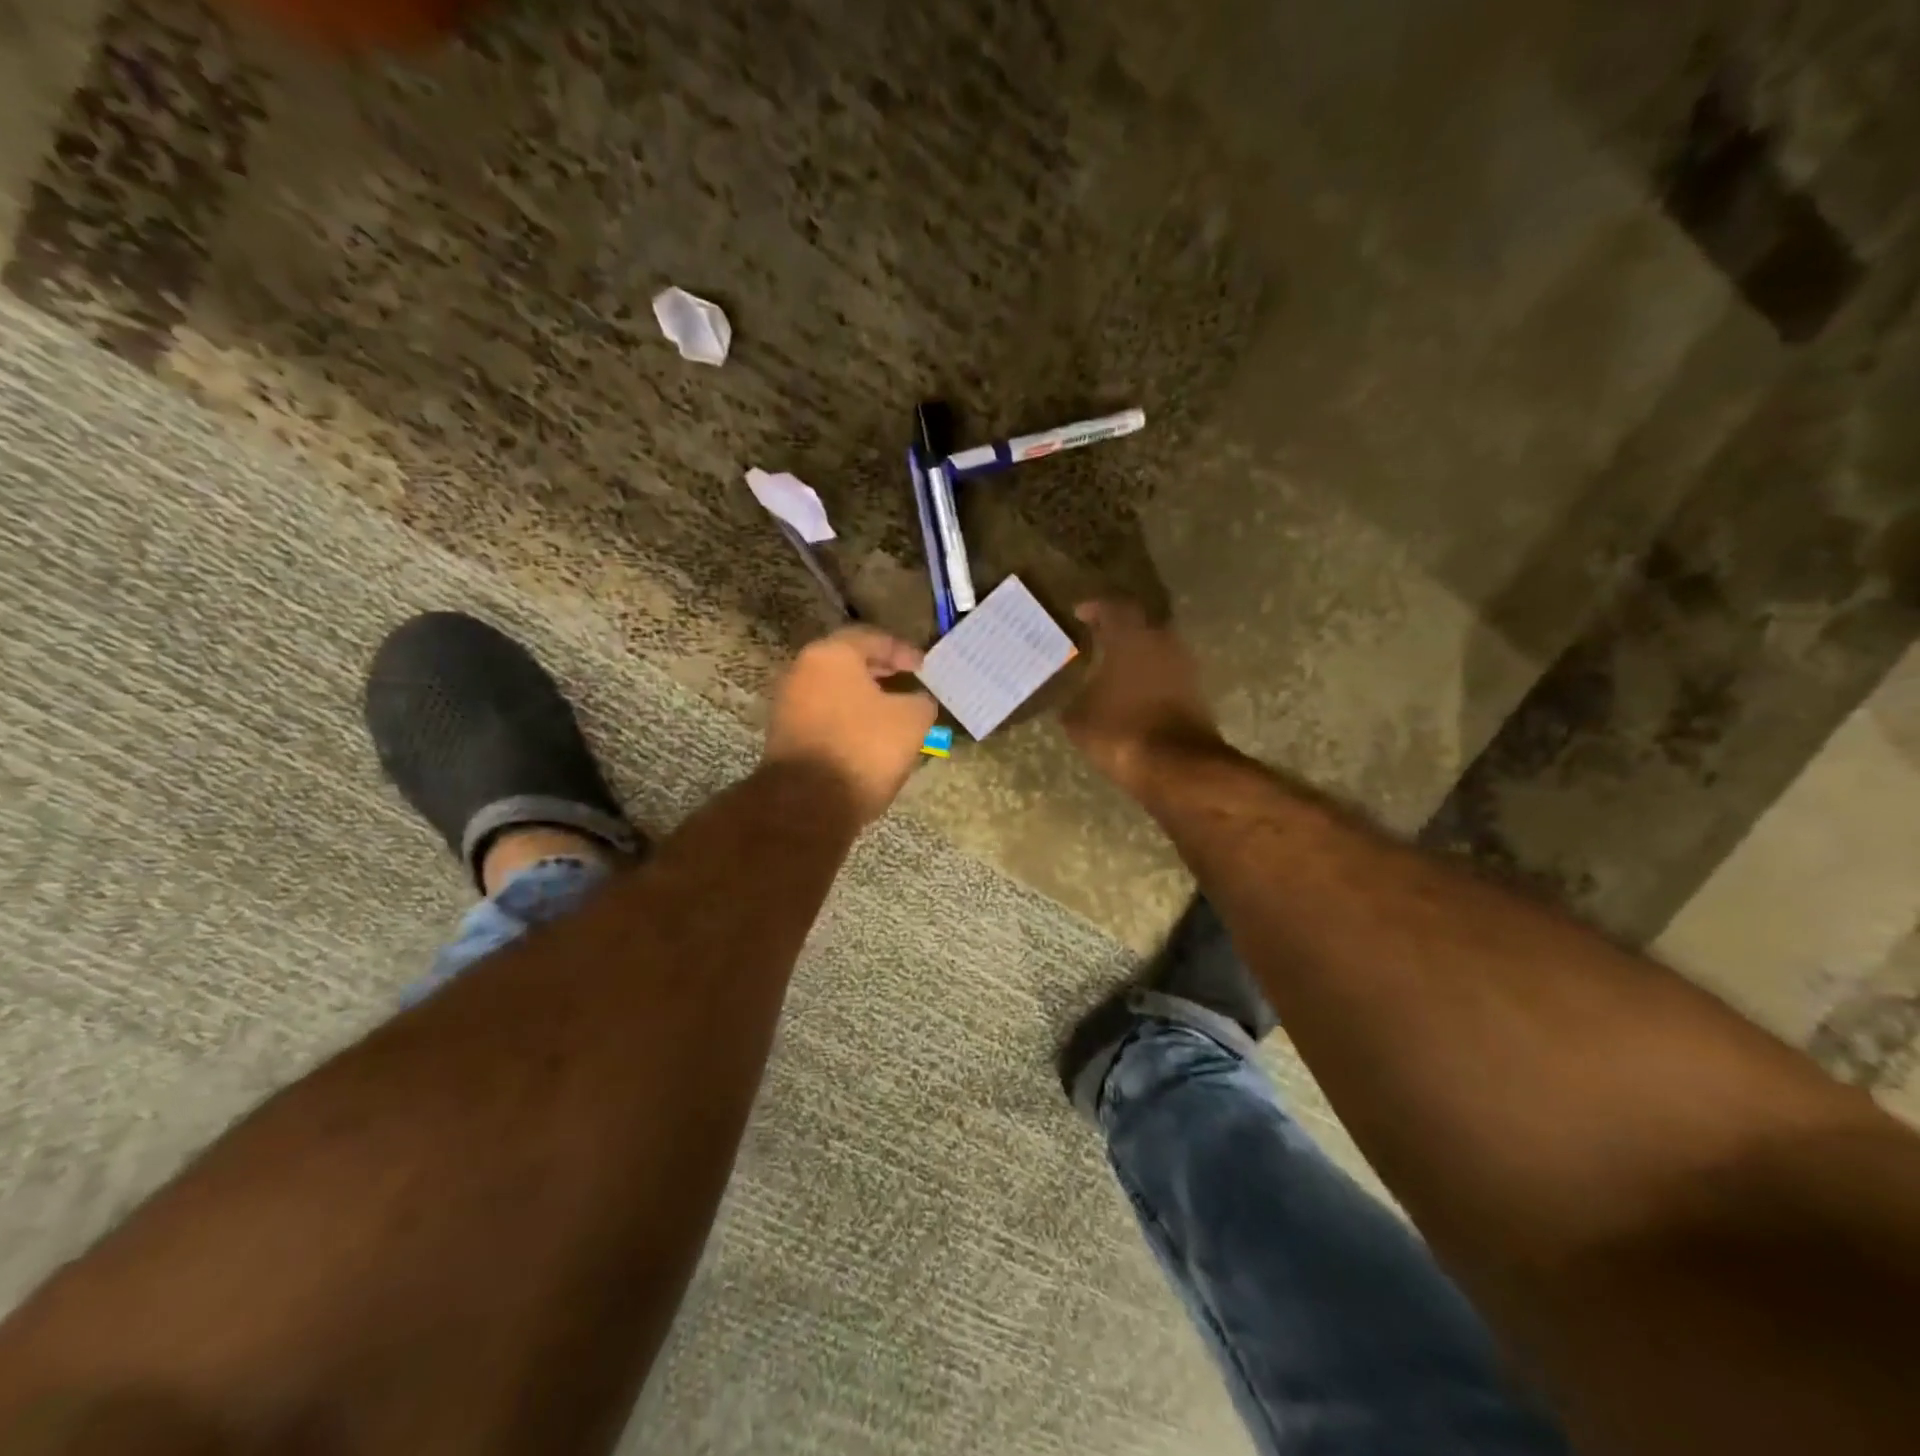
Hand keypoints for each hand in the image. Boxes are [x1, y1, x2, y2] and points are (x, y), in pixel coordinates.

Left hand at [764, 625, 938, 824]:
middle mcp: (802, 670)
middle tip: (908, 683)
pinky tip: (868, 736)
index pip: (872, 638)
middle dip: (881, 671)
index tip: (924, 668)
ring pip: (834, 690)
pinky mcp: (784, 734)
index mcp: (831, 654)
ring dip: (863, 697)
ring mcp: (788, 703)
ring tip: (892, 712)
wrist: (808, 803)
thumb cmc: (863, 748)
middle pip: (848, 662)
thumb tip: (917, 701)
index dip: (903, 651)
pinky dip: (847, 718)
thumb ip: (920, 701)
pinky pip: (824, 714)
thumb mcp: (912, 721)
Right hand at [1062, 600, 1222, 796]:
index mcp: (1130, 636)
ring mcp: (1184, 666)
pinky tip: (1131, 692)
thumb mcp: (1078, 719)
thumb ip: (1074, 699)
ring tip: (1111, 668)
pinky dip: (1148, 678)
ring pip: (1155, 649)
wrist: (1177, 766)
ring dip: (1135, 655)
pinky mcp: (1195, 692)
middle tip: (1095, 638)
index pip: (1112, 607)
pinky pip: (1166, 674)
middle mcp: (1161, 641)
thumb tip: (1071, 697)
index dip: (1094, 608)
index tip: (1079, 614)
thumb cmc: (1120, 731)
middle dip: (1118, 630)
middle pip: (1139, 624)